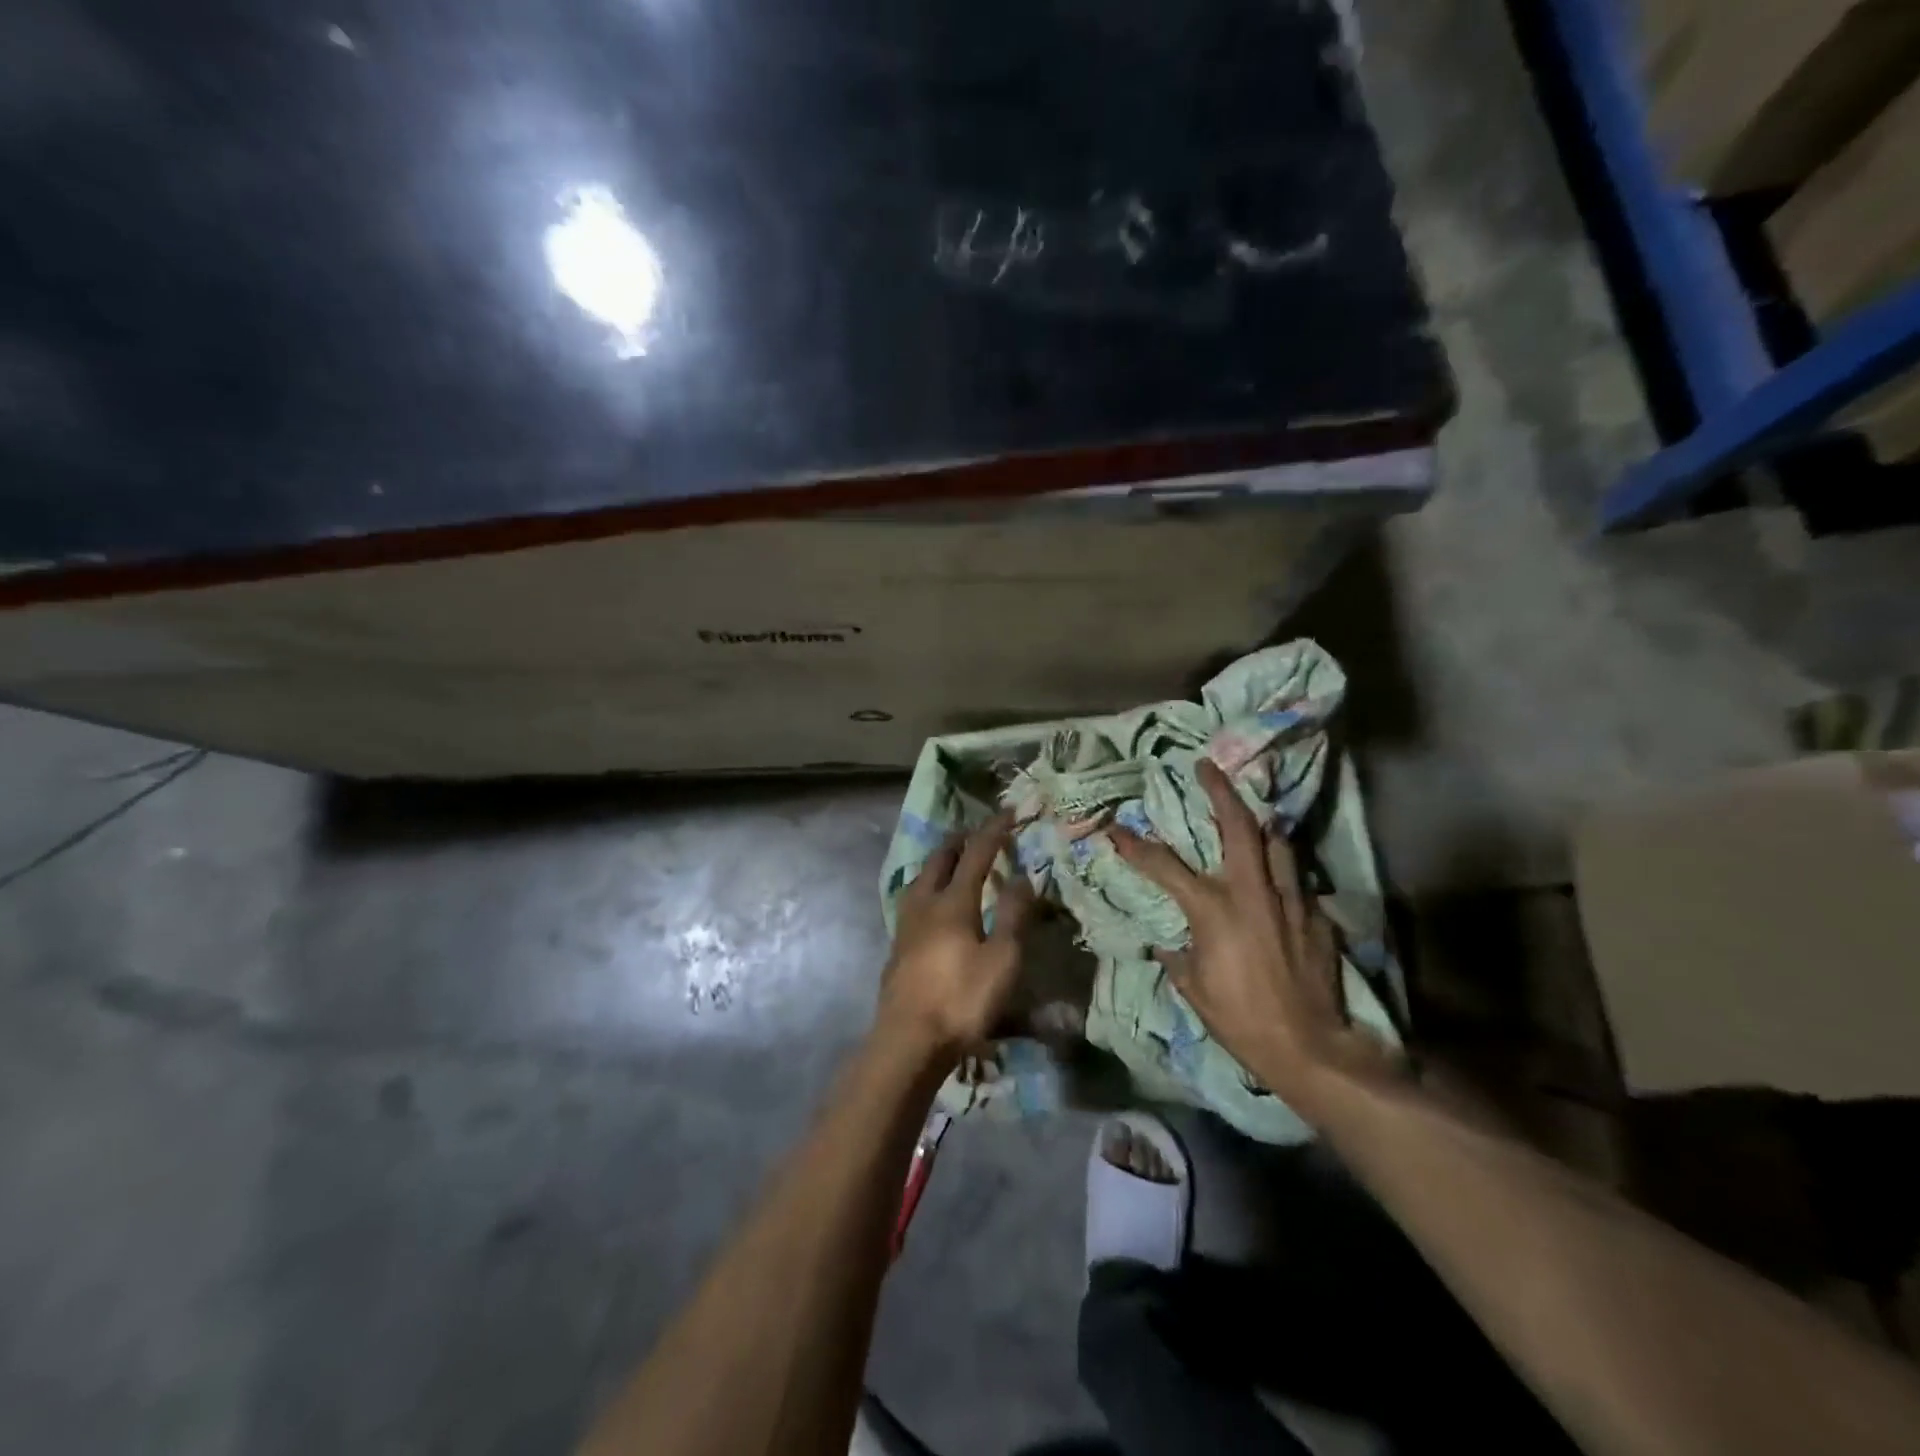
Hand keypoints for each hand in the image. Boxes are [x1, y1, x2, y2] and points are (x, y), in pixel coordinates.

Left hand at [879, 814, 1034, 1064]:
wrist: (907, 1041)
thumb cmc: (961, 1000)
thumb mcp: (1002, 960)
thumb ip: (1014, 915)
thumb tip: (1023, 875)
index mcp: (953, 901)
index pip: (976, 854)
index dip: (994, 831)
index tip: (1009, 812)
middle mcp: (925, 904)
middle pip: (939, 859)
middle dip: (959, 840)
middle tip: (976, 833)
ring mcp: (905, 925)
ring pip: (920, 878)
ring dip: (939, 862)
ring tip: (952, 862)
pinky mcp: (897, 947)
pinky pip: (913, 899)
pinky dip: (928, 886)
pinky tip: (932, 905)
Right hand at [1111, 759, 1395, 1121]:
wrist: (1308, 1046)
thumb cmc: (1239, 1017)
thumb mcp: (1193, 986)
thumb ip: (1178, 955)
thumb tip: (1169, 942)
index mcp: (1212, 908)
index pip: (1163, 865)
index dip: (1135, 845)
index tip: (1116, 828)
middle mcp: (1251, 892)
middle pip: (1238, 826)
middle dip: (1221, 791)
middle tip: (1208, 766)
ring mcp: (1289, 900)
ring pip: (1277, 843)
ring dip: (1261, 826)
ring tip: (1251, 817)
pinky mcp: (1316, 916)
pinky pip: (1296, 879)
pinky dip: (1282, 871)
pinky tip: (1277, 880)